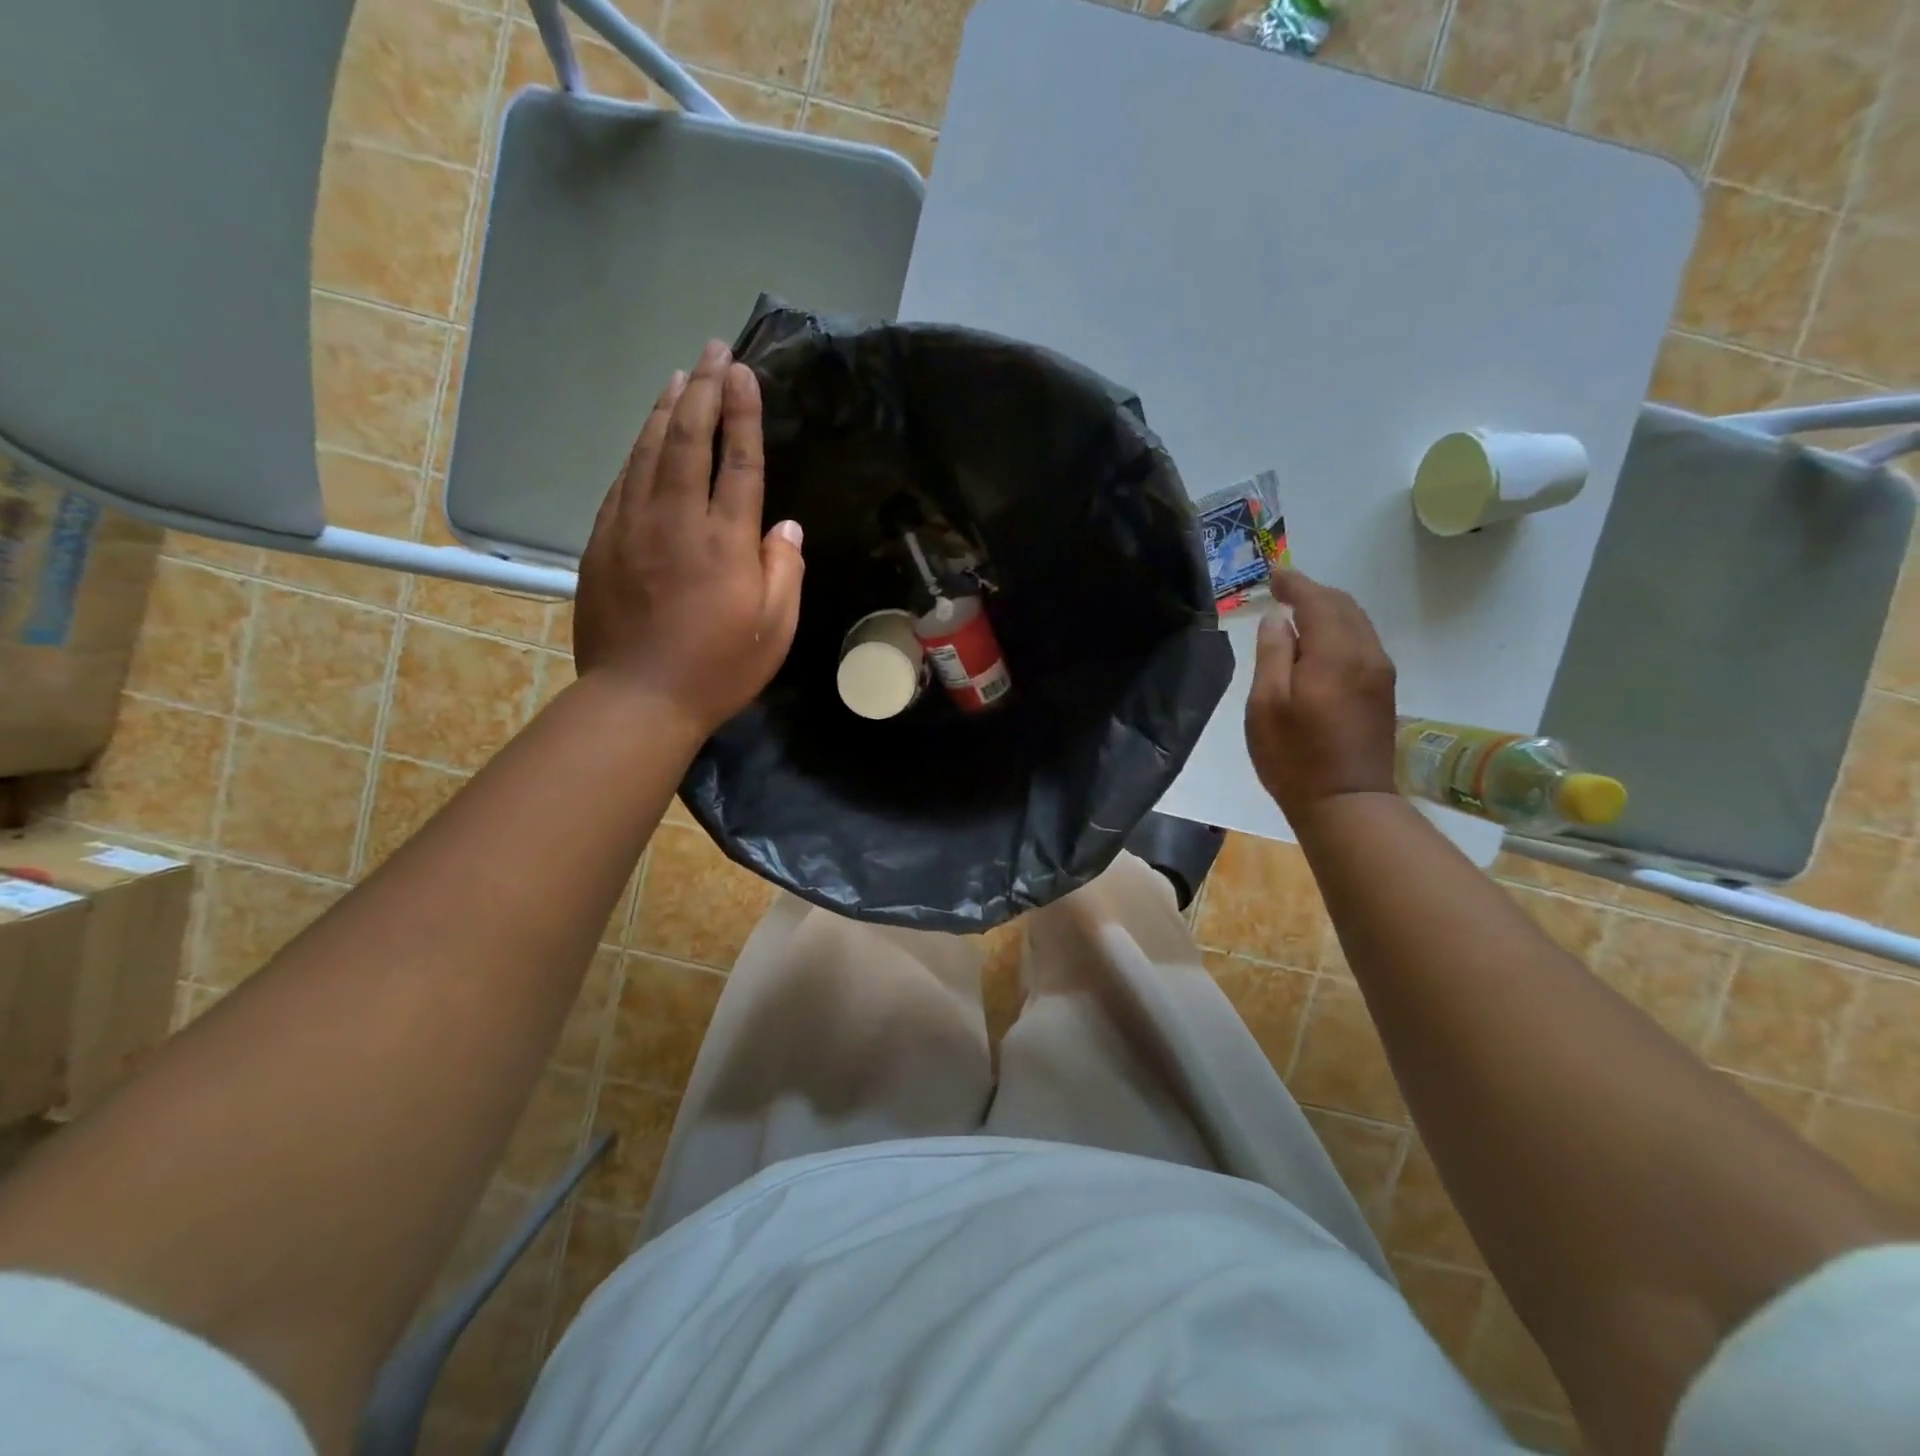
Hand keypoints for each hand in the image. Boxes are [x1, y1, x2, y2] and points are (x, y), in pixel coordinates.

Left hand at [574, 341, 804, 737]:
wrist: (639, 698)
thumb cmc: (719, 669)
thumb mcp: (776, 629)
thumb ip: (785, 570)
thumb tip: (785, 525)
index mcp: (725, 541)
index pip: (738, 460)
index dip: (742, 412)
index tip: (744, 371)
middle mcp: (676, 520)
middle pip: (688, 438)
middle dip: (703, 389)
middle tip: (713, 350)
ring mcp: (631, 526)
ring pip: (648, 451)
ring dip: (666, 408)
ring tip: (680, 375)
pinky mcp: (602, 542)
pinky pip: (622, 480)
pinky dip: (638, 449)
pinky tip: (646, 436)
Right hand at [1245, 569, 1397, 825]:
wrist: (1347, 802)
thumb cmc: (1294, 756)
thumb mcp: (1266, 705)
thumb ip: (1272, 655)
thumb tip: (1277, 621)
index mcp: (1335, 653)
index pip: (1317, 601)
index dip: (1294, 583)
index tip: (1273, 574)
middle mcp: (1366, 654)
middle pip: (1343, 605)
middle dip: (1313, 592)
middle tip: (1282, 590)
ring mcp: (1379, 672)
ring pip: (1356, 623)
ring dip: (1328, 610)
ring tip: (1297, 613)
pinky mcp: (1382, 690)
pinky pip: (1362, 642)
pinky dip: (1339, 629)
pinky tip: (1319, 642)